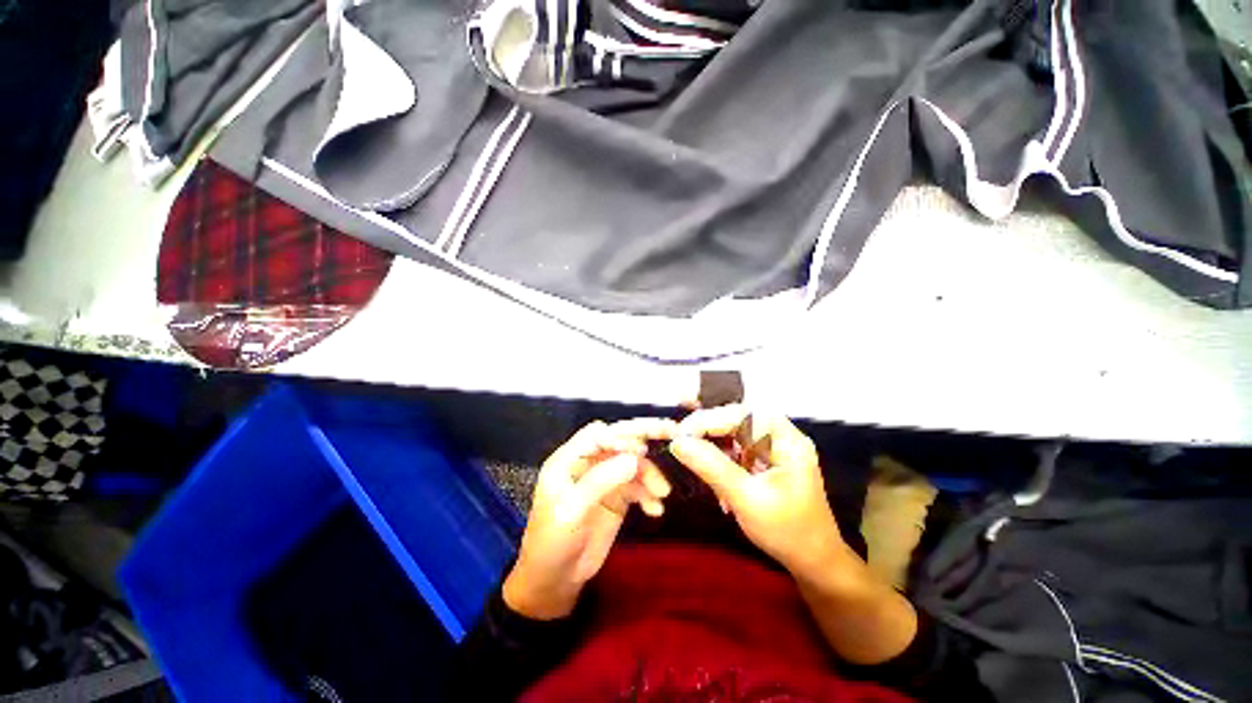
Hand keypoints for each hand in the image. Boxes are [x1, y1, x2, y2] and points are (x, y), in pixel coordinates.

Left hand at [503, 418, 675, 619]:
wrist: (555, 579)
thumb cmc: (552, 542)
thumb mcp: (571, 511)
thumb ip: (601, 481)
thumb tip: (636, 458)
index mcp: (570, 459)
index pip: (597, 435)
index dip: (619, 436)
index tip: (642, 449)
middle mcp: (589, 462)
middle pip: (618, 440)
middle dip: (644, 436)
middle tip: (671, 431)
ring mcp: (605, 478)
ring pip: (632, 463)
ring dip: (649, 474)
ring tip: (662, 493)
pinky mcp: (617, 496)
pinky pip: (638, 485)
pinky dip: (649, 493)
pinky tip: (655, 509)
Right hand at [669, 405, 851, 578]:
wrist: (813, 560)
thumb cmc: (786, 532)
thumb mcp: (746, 499)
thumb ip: (711, 467)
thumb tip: (677, 442)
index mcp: (786, 439)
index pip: (741, 414)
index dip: (708, 420)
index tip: (680, 436)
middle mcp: (780, 434)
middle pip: (737, 416)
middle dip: (706, 425)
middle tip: (680, 438)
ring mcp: (772, 444)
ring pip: (732, 428)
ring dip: (710, 439)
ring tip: (689, 452)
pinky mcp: (764, 456)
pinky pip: (735, 444)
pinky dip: (718, 454)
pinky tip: (708, 470)